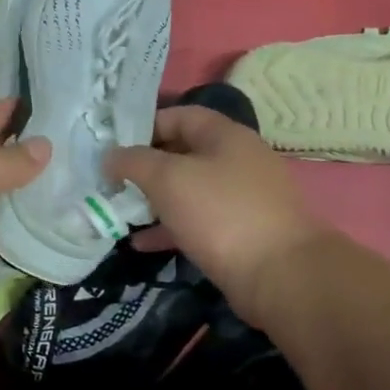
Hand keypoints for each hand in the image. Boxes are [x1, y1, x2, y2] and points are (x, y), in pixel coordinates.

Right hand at [107, 106, 328, 319]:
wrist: (279, 274)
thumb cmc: (220, 212)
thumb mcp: (167, 178)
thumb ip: (133, 162)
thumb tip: (110, 156)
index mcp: (225, 136)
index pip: (180, 115)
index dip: (144, 125)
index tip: (113, 145)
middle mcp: (236, 161)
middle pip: (182, 153)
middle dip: (144, 166)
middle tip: (110, 180)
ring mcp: (239, 199)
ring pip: (187, 190)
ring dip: (152, 200)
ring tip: (118, 211)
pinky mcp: (238, 233)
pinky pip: (195, 222)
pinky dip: (167, 228)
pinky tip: (139, 243)